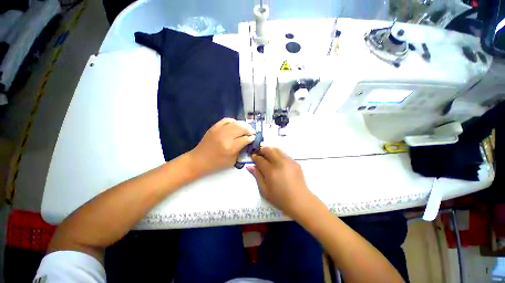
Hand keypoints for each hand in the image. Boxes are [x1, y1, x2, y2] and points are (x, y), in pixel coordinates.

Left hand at [189, 118, 254, 174]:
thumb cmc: (217, 163)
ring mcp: (219, 130)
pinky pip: (226, 120)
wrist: (199, 160)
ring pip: (235, 123)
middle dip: (249, 129)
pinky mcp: (214, 127)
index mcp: (231, 147)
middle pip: (241, 128)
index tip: (253, 138)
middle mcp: (226, 137)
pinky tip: (235, 124)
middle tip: (251, 132)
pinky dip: (233, 121)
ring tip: (246, 127)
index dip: (251, 138)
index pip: (245, 139)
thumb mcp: (232, 161)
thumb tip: (247, 141)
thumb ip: (241, 150)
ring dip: (243, 124)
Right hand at [247, 147, 315, 216]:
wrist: (300, 201)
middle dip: (261, 150)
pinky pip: (284, 154)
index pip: (260, 159)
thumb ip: (257, 176)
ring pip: (276, 149)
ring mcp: (288, 161)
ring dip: (269, 150)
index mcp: (271, 171)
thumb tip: (250, 166)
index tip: (252, 157)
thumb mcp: (264, 190)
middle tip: (259, 155)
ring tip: (267, 156)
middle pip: (268, 150)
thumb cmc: (280, 198)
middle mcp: (280, 163)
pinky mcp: (295, 162)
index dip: (254, 157)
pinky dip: (278, 154)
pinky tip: (277, 161)